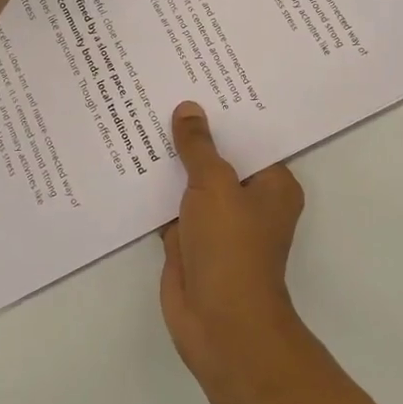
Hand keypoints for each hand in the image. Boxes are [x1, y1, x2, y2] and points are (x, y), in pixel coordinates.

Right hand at [159, 101, 306, 382]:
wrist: (218, 324)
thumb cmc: (231, 248)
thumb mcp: (215, 185)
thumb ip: (199, 146)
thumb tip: (188, 109)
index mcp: (272, 184)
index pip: (251, 136)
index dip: (228, 111)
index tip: (204, 79)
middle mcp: (248, 200)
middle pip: (219, 156)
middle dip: (195, 131)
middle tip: (166, 87)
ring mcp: (217, 221)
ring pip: (192, 181)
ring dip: (171, 159)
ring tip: (143, 113)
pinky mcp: (189, 240)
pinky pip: (171, 204)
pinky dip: (154, 188)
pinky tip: (130, 158)